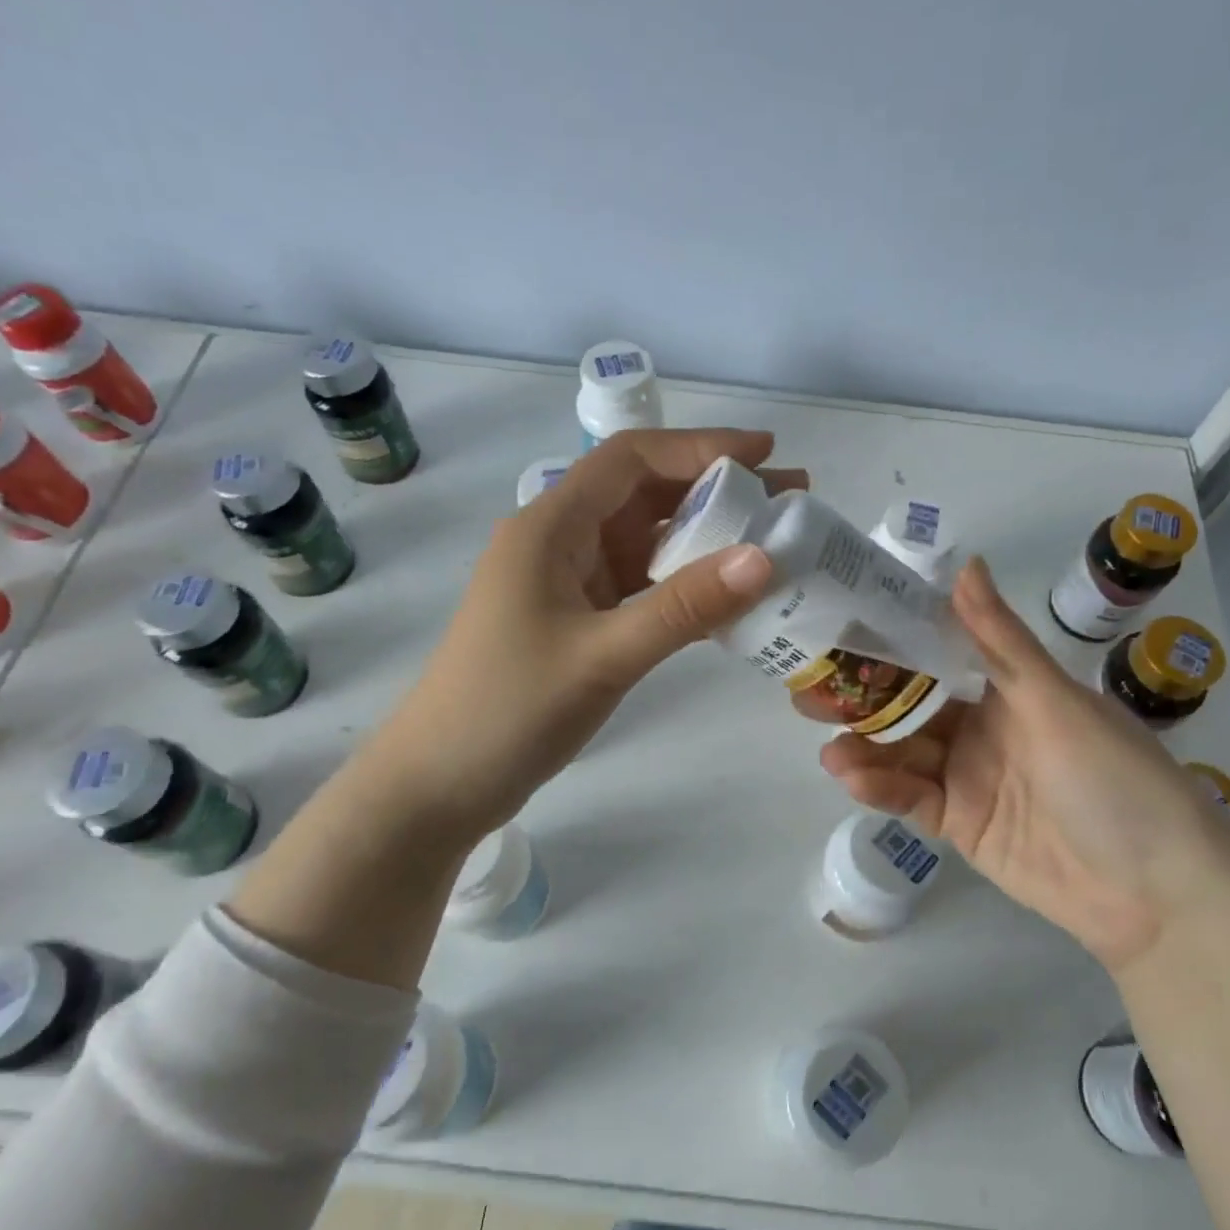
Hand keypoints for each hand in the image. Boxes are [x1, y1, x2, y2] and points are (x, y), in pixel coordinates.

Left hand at [380, 429, 805, 839]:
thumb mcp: (603, 656)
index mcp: (550, 527)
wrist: (441, 782)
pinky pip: (638, 587)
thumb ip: (684, 607)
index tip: (767, 452)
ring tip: (769, 545)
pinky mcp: (574, 622)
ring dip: (702, 540)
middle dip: (714, 491)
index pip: (631, 461)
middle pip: (642, 496)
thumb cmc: (508, 710)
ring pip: (643, 544)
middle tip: (788, 502)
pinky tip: (725, 597)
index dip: (700, 447)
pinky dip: (681, 585)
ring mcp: (565, 585)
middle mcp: (557, 543)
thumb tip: (765, 558)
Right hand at [819, 558, 1229, 970]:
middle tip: (807, 690)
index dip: (892, 641)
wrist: (1154, 893)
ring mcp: (967, 777)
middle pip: (910, 707)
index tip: (840, 625)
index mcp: (1008, 689)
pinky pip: (911, 799)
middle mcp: (982, 727)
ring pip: (903, 754)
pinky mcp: (958, 824)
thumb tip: (965, 564)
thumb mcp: (1055, 703)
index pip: (939, 654)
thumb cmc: (1113, 779)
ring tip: (828, 745)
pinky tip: (851, 778)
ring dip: (866, 748)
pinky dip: (881, 788)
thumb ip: (1000, 642)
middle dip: (863, 699)